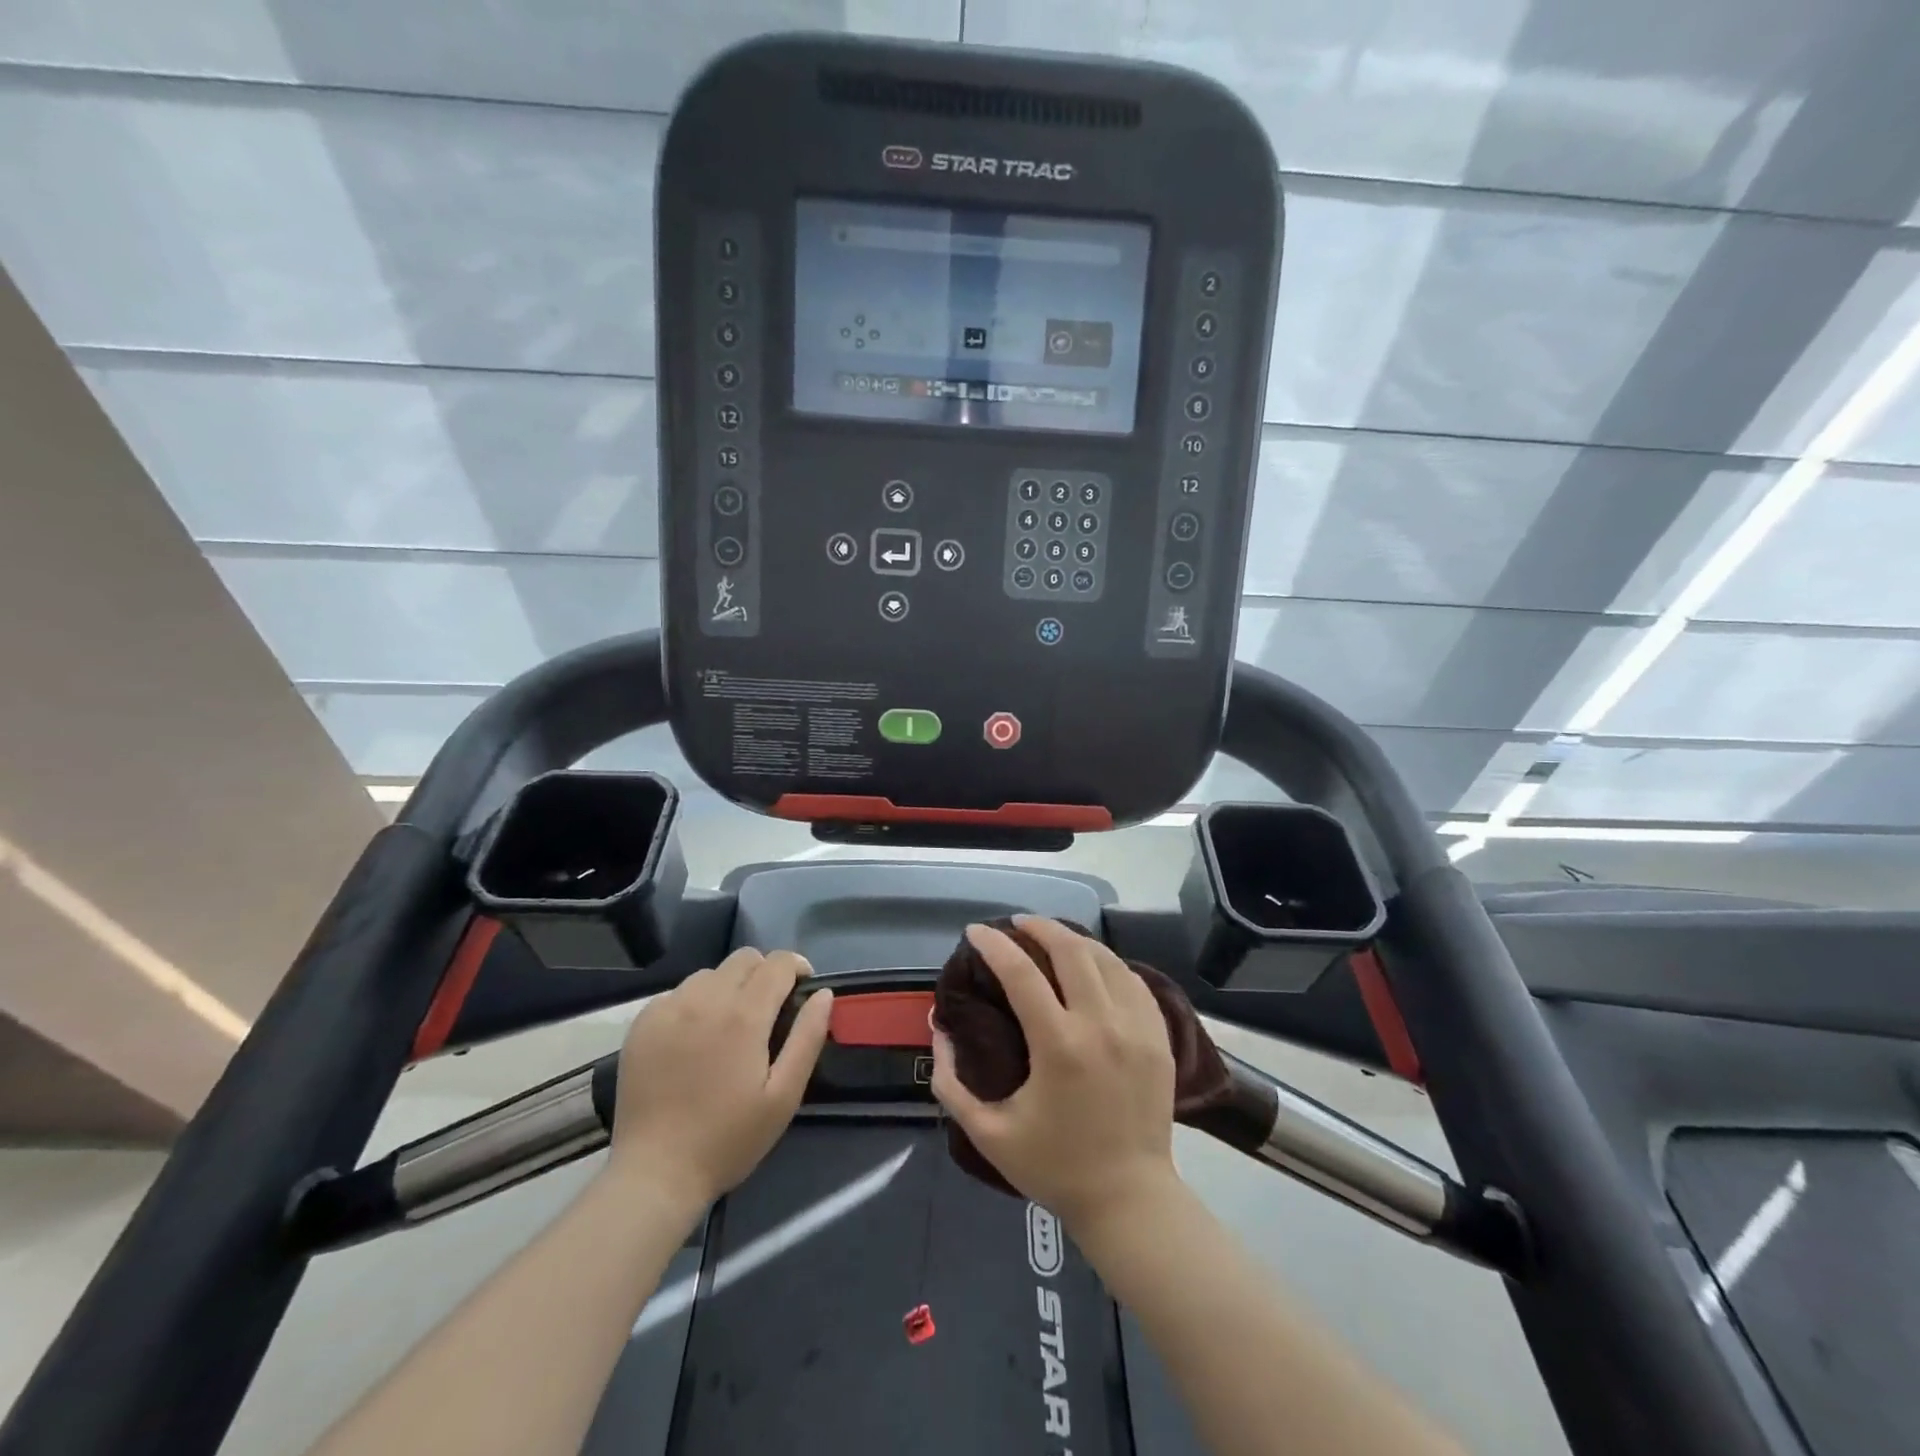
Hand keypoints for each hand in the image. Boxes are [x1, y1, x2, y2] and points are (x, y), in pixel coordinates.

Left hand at [606, 948, 832, 1206]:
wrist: (655, 1173)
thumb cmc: (729, 1139)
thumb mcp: (784, 1095)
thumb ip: (808, 1037)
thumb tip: (823, 993)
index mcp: (744, 1015)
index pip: (778, 963)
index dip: (797, 967)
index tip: (802, 988)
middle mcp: (705, 999)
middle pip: (744, 958)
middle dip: (765, 973)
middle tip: (768, 1010)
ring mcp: (668, 1008)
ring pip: (710, 974)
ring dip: (728, 987)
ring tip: (728, 1024)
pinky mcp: (643, 1023)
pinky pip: (677, 993)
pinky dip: (694, 1003)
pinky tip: (693, 1038)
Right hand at [930, 917, 1178, 1232]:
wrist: (1130, 1200)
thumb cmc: (1055, 1168)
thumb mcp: (988, 1134)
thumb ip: (951, 1082)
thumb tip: (938, 1029)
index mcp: (1059, 1046)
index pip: (1021, 974)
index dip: (994, 945)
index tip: (976, 931)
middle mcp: (1102, 1025)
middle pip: (1071, 950)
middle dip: (1039, 926)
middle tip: (1016, 924)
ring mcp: (1137, 1028)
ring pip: (1106, 958)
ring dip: (1074, 939)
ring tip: (1051, 936)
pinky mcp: (1159, 1037)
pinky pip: (1132, 981)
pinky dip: (1108, 963)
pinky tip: (1092, 965)